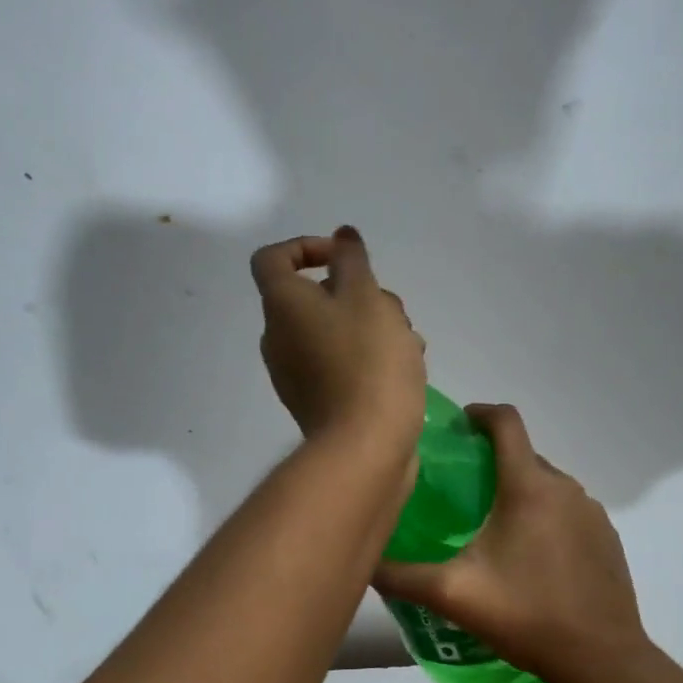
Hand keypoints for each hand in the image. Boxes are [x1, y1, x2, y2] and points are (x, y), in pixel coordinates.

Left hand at [252, 227, 425, 458]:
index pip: (273, 258)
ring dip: (374, 326)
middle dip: (360, 293)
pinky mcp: (318, 400)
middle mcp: (279, 337)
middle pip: (315, 296)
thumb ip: (352, 260)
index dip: (305, 247)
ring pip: (336, 330)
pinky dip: (368, 357)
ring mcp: (296, 373)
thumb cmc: (367, 360)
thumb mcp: (366, 296)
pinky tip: (405, 369)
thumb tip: (340, 237)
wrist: (365, 445)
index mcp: (282, 306)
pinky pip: (340, 363)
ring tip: (410, 343)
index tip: (343, 258)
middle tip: (393, 310)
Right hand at [373, 404, 649, 680]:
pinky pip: (568, 510)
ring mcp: (592, 512)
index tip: (457, 426)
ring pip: (547, 484)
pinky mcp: (607, 537)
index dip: (479, 413)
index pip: (506, 422)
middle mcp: (565, 487)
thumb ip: (401, 575)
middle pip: (524, 454)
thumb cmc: (525, 615)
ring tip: (491, 525)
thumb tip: (364, 563)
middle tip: (460, 489)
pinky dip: (545, 516)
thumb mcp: (452, 594)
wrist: (601, 659)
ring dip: (519, 491)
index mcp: (528, 487)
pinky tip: (530, 556)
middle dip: (492, 460)